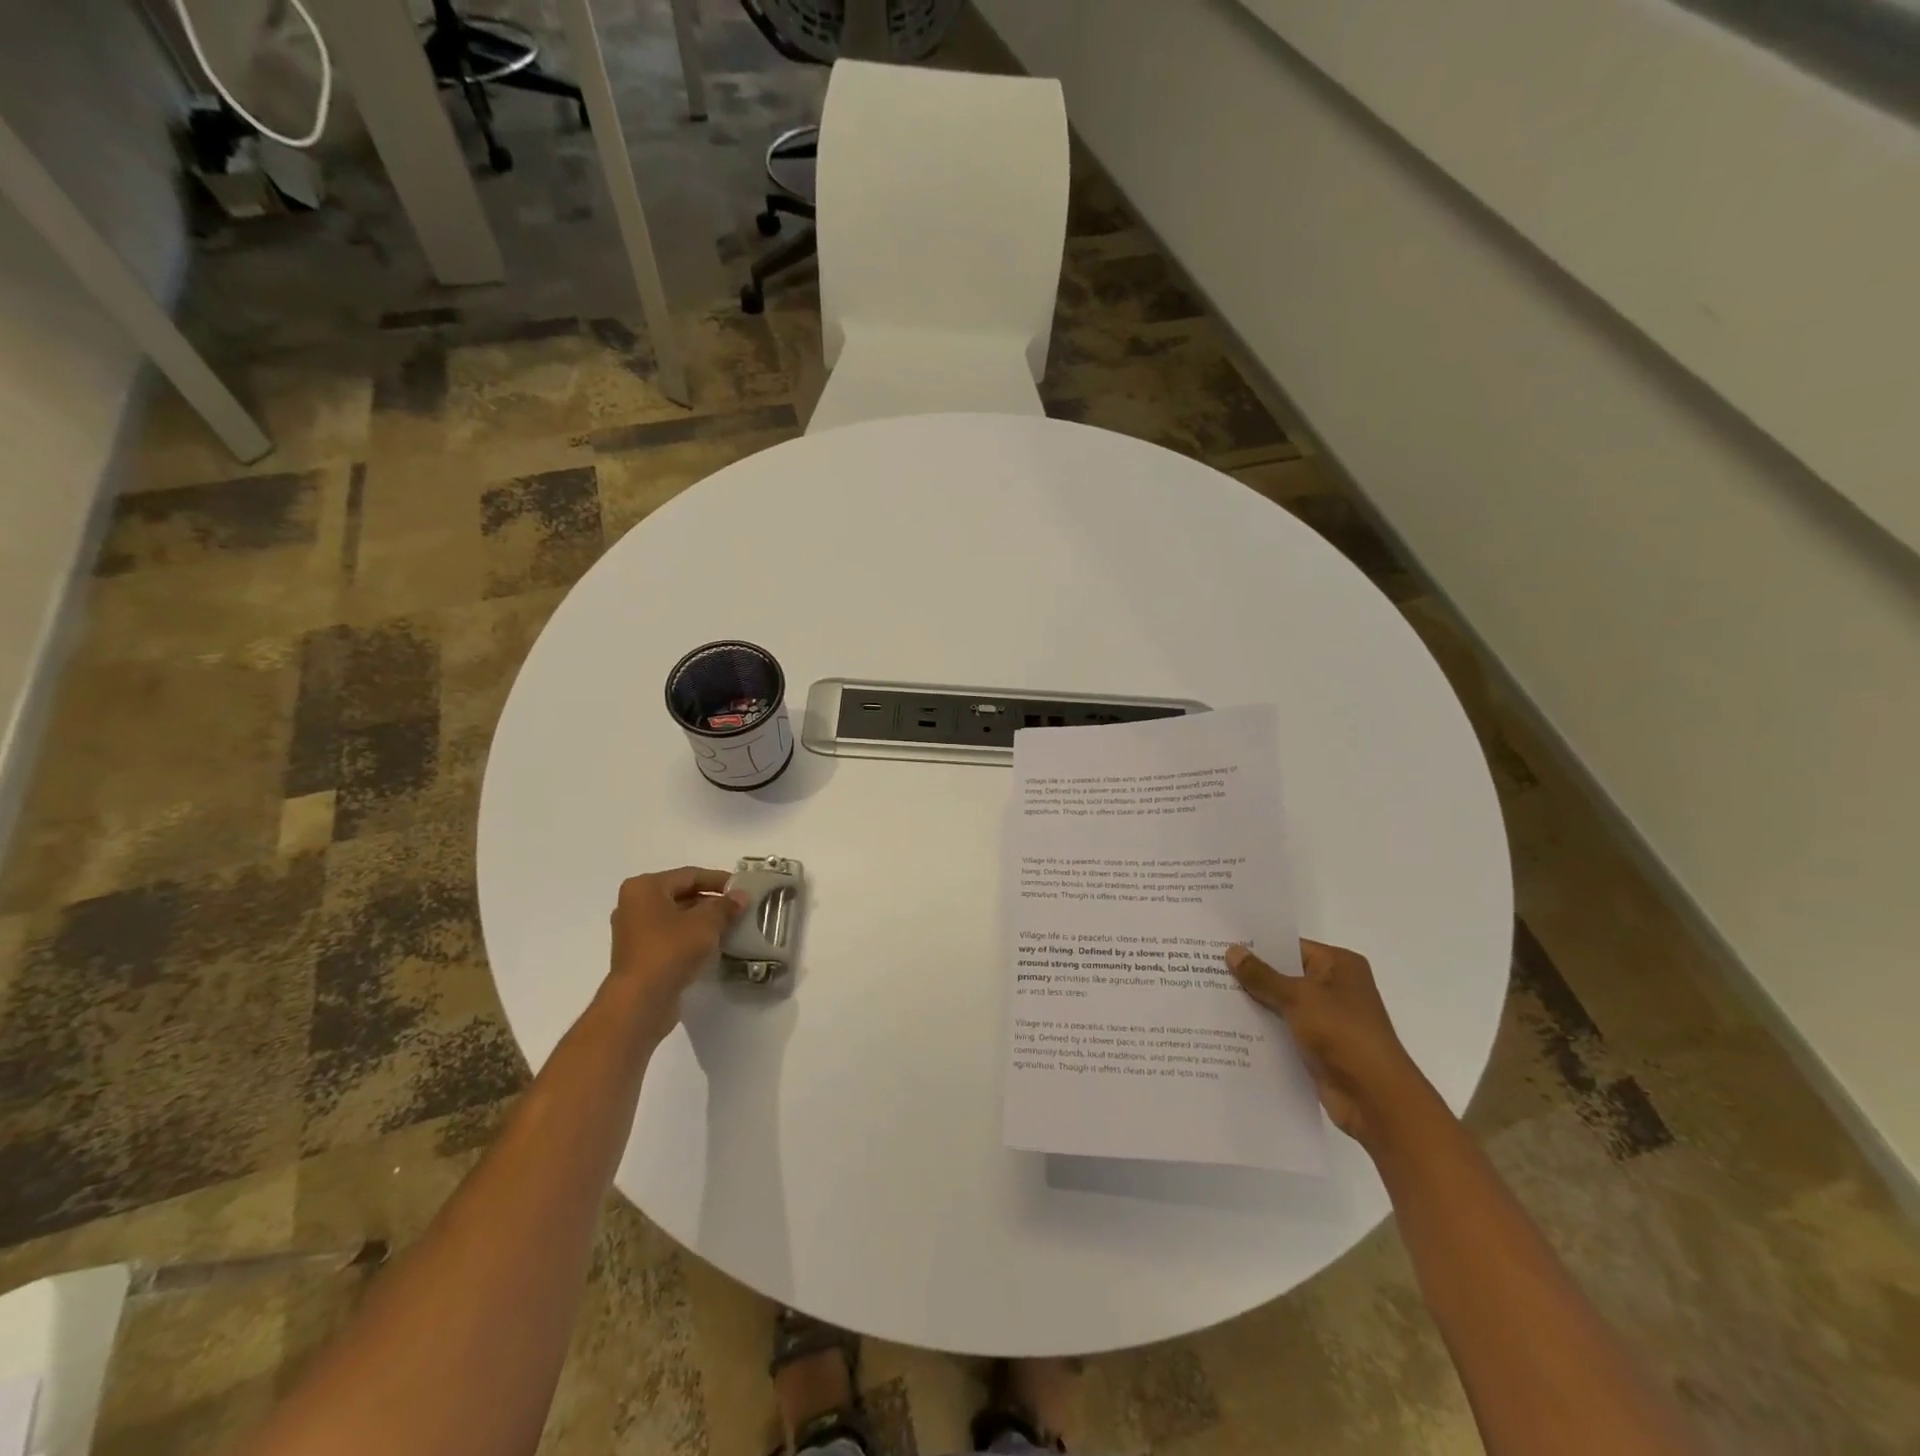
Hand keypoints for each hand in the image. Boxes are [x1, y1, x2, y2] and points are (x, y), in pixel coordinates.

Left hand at [608, 866, 742, 1029]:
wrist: (640, 1002)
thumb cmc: (671, 950)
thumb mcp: (705, 923)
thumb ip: (725, 906)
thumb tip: (740, 896)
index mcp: (645, 887)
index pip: (690, 875)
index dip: (719, 880)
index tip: (743, 888)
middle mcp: (634, 905)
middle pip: (681, 895)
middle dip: (711, 901)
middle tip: (739, 908)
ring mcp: (634, 931)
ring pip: (676, 918)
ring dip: (703, 921)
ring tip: (731, 927)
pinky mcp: (639, 955)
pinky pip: (670, 937)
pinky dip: (691, 938)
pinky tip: (713, 946)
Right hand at [1226, 939, 1432, 1150]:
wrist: (1374, 1098)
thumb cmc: (1342, 1034)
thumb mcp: (1298, 997)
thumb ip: (1262, 976)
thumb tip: (1232, 951)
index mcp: (1339, 965)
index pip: (1290, 946)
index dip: (1257, 946)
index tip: (1221, 943)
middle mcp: (1335, 987)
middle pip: (1284, 974)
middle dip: (1250, 975)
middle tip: (1206, 966)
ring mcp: (1327, 1019)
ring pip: (1281, 1003)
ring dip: (1254, 1003)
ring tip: (1209, 993)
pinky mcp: (1318, 1046)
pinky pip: (1283, 1029)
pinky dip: (1262, 1027)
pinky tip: (1228, 1025)